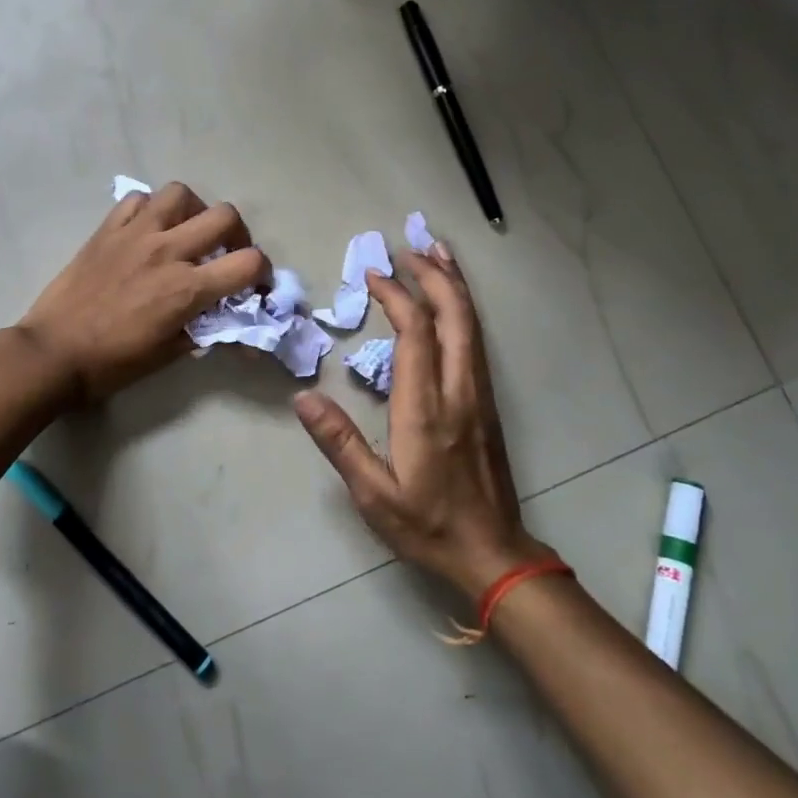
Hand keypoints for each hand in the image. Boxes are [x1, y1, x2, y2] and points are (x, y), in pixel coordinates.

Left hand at [18, 182, 269, 403]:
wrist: (53, 353)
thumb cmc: (112, 363)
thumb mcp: (168, 354)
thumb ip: (202, 330)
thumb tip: (226, 323)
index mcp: (186, 288)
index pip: (248, 263)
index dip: (263, 272)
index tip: (255, 284)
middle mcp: (167, 251)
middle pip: (224, 216)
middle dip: (237, 235)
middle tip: (226, 254)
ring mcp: (135, 234)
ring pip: (181, 194)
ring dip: (194, 211)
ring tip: (187, 233)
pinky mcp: (107, 230)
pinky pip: (137, 200)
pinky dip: (151, 209)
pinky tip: (148, 230)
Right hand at [294, 240, 551, 597]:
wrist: (493, 553)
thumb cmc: (427, 524)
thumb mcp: (373, 493)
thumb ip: (339, 443)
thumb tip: (303, 398)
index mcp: (427, 408)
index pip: (416, 333)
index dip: (396, 296)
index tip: (373, 274)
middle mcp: (459, 390)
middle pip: (455, 316)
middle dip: (433, 274)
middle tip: (408, 245)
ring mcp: (479, 394)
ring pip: (472, 324)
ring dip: (454, 284)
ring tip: (436, 252)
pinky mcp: (486, 402)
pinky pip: (476, 341)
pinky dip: (464, 309)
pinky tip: (453, 302)